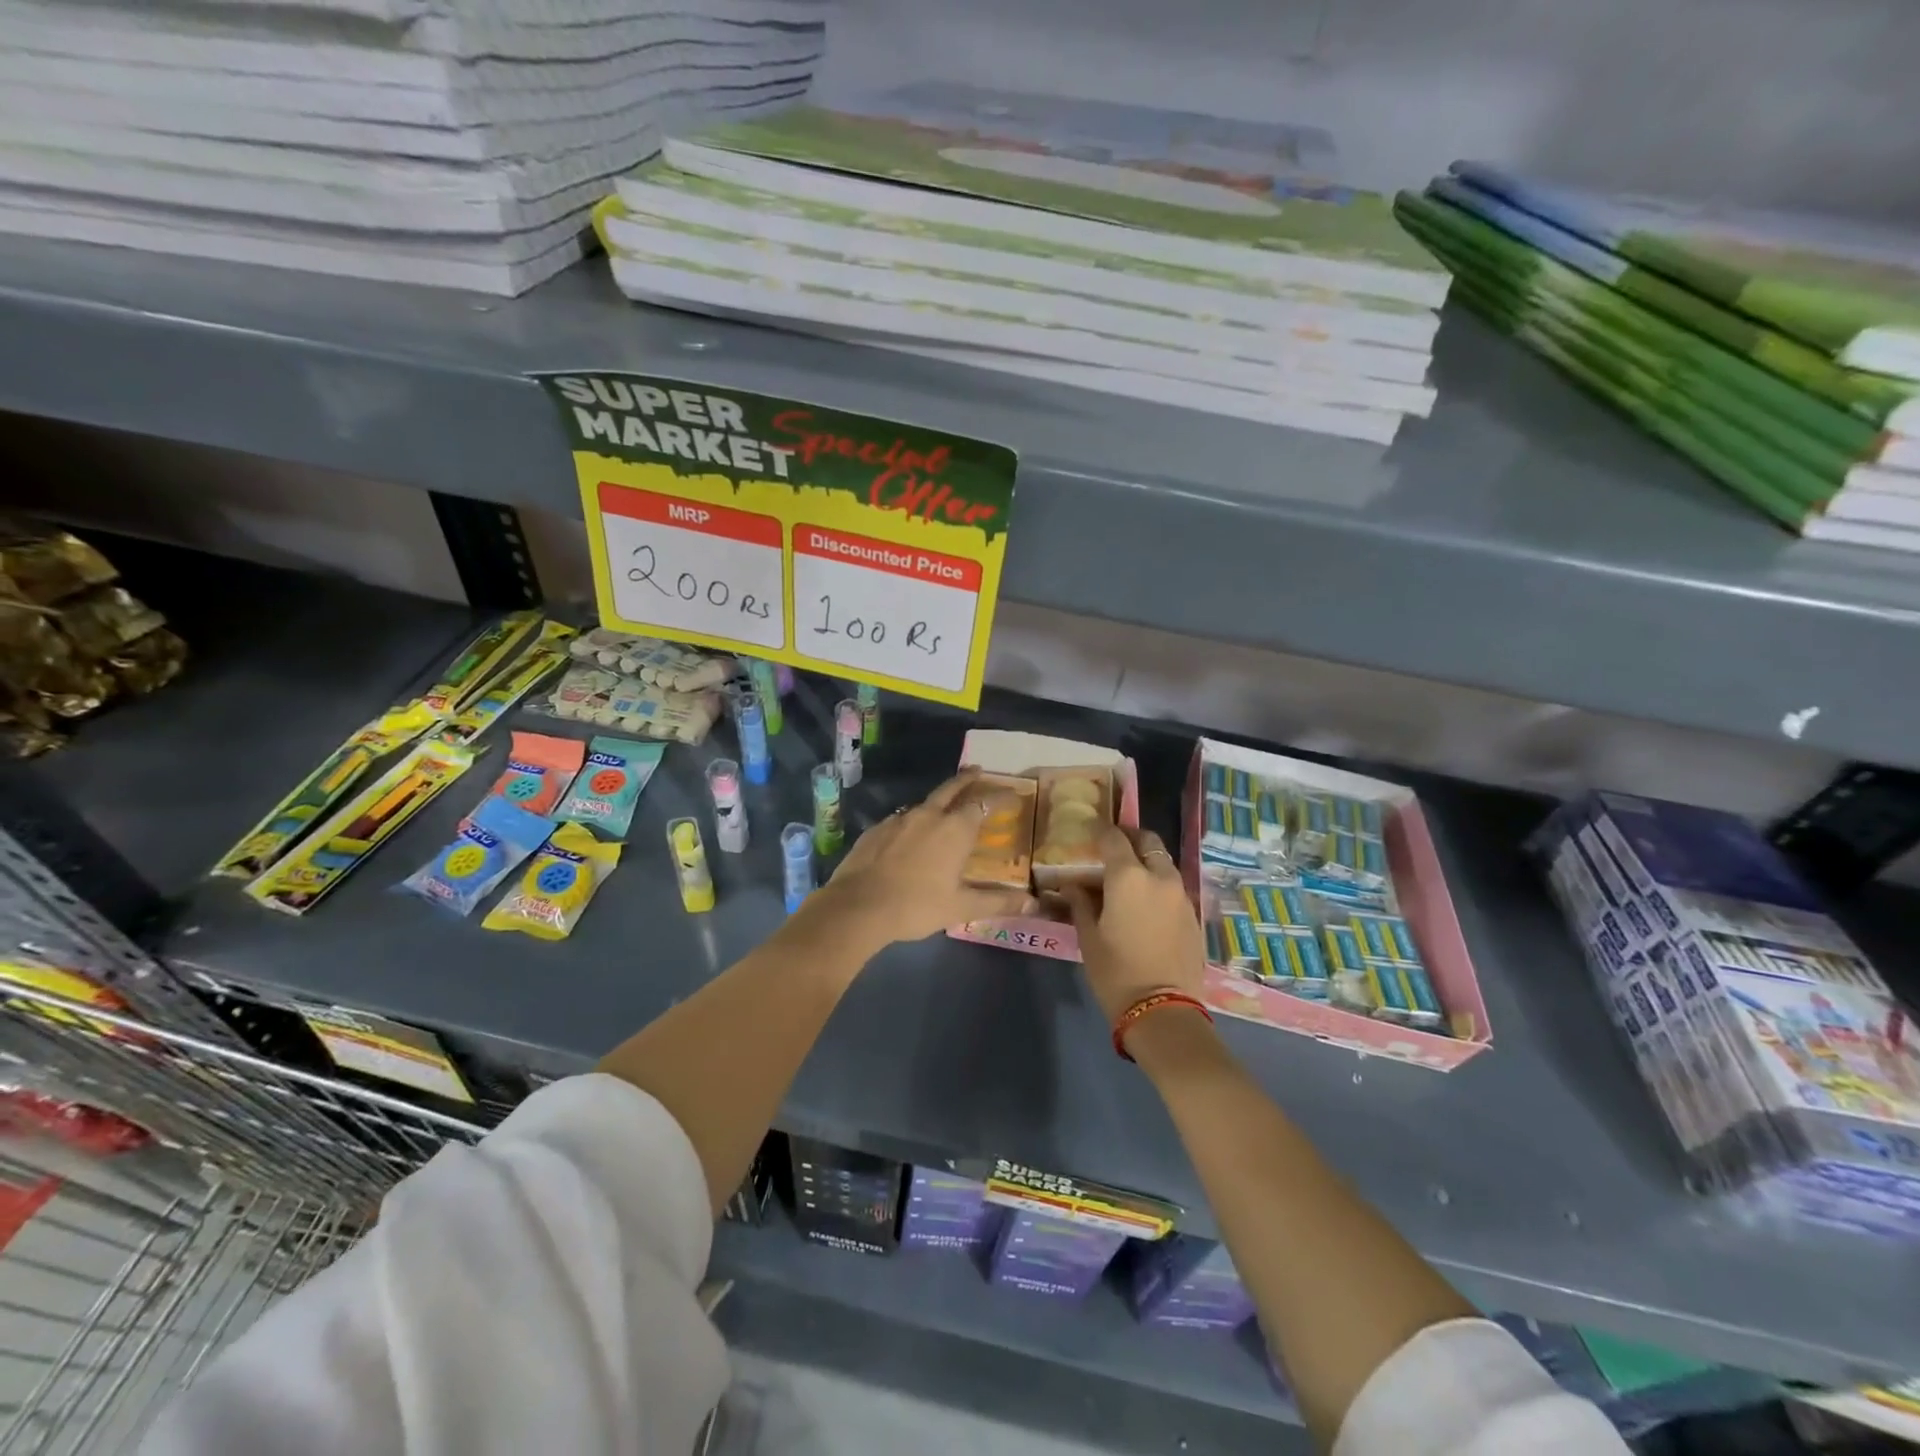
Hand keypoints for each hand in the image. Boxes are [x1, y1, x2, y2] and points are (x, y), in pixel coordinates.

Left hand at [805, 771, 1034, 949]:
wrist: (858, 907)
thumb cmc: (916, 906)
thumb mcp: (961, 908)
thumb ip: (997, 902)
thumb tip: (1032, 905)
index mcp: (954, 830)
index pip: (983, 804)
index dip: (999, 797)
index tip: (1012, 794)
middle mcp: (928, 816)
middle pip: (951, 789)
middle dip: (966, 779)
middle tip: (977, 770)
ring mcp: (898, 819)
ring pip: (924, 803)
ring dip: (938, 800)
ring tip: (944, 806)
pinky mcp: (876, 829)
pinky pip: (901, 819)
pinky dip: (912, 821)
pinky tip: (910, 834)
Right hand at [1060, 825, 1206, 1024]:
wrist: (1163, 1010)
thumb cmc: (1116, 972)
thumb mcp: (1088, 938)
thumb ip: (1081, 904)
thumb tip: (1073, 886)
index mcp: (1128, 877)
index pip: (1114, 838)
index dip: (1101, 832)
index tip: (1090, 833)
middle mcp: (1159, 877)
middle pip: (1148, 841)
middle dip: (1131, 838)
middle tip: (1114, 848)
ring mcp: (1181, 895)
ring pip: (1164, 863)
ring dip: (1147, 861)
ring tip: (1129, 878)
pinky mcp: (1193, 915)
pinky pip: (1174, 887)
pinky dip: (1159, 884)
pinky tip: (1146, 903)